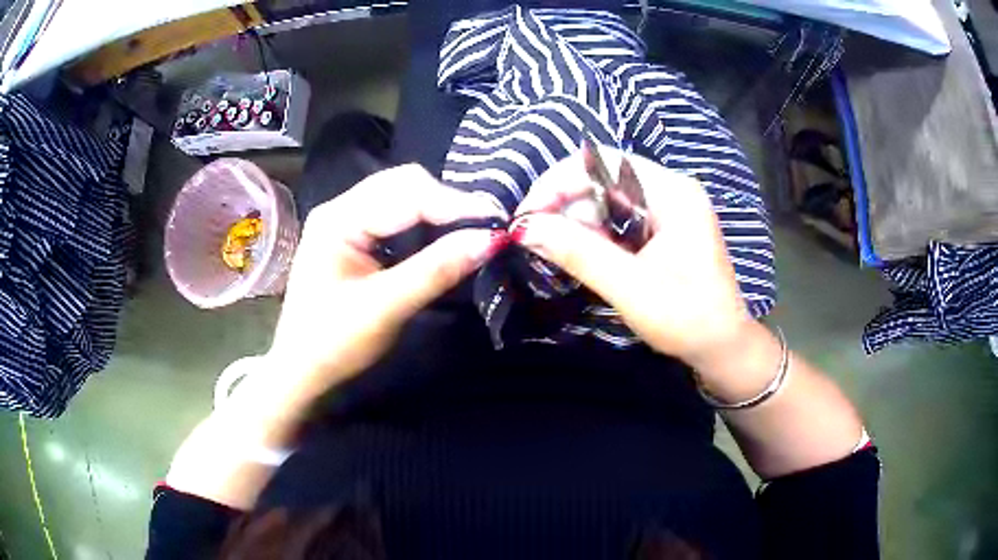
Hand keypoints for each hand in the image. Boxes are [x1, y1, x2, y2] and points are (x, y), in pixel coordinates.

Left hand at [265, 164, 506, 406]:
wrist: (301, 370)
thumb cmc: (333, 343)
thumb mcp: (386, 308)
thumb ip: (436, 270)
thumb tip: (489, 240)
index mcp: (338, 219)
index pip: (405, 195)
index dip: (454, 204)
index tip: (495, 219)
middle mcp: (340, 208)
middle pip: (403, 184)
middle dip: (446, 200)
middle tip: (485, 224)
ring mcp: (345, 220)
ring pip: (401, 196)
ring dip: (437, 208)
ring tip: (471, 227)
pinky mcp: (353, 236)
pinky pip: (395, 214)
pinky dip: (424, 220)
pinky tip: (442, 233)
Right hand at [512, 149, 753, 372]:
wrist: (723, 347)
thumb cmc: (687, 319)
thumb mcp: (631, 288)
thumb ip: (579, 253)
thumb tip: (525, 228)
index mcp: (672, 193)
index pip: (604, 162)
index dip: (559, 182)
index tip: (528, 216)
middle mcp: (669, 189)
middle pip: (603, 176)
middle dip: (565, 203)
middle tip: (537, 238)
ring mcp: (667, 207)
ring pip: (606, 196)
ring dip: (576, 219)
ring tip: (557, 250)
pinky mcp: (661, 227)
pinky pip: (617, 215)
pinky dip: (593, 231)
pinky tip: (582, 252)